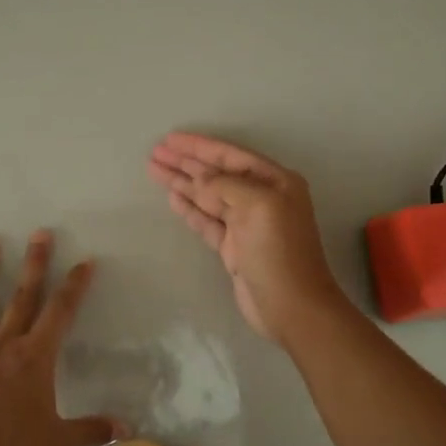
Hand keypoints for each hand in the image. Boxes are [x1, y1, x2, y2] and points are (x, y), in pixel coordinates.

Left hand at [0, 231, 118, 445]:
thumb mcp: (57, 441)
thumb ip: (91, 429)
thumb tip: (126, 428)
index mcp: (35, 359)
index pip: (61, 312)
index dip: (74, 285)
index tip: (84, 262)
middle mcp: (5, 345)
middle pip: (22, 296)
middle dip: (33, 263)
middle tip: (39, 233)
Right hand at [148, 133, 345, 345]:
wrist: (290, 305)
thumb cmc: (278, 251)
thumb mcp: (258, 206)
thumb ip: (225, 185)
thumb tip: (197, 178)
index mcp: (274, 182)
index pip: (230, 155)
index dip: (199, 146)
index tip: (169, 140)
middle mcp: (261, 198)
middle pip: (216, 173)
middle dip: (186, 162)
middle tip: (155, 152)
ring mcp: (246, 224)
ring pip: (208, 196)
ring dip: (182, 182)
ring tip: (155, 169)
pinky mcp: (233, 247)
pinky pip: (206, 220)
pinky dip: (189, 208)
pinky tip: (172, 197)